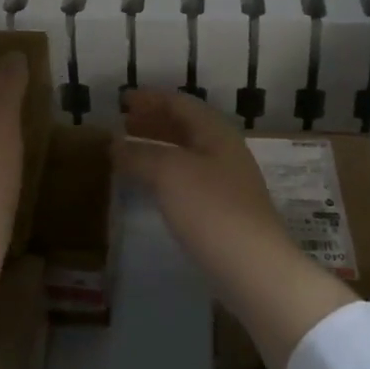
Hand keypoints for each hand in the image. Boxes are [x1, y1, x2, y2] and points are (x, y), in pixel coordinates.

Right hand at [115, 90, 356, 368]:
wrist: (254, 270)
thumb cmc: (211, 210)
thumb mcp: (170, 174)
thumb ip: (140, 155)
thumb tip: (115, 144)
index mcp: (216, 133)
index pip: (181, 104)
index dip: (151, 98)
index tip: (123, 99)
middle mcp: (224, 152)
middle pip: (186, 127)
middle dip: (154, 121)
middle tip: (123, 122)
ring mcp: (226, 184)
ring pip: (186, 154)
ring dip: (157, 148)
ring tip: (128, 152)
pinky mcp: (222, 213)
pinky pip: (187, 180)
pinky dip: (164, 174)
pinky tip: (149, 187)